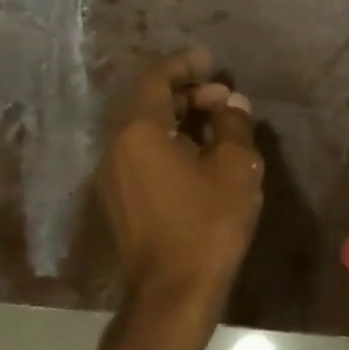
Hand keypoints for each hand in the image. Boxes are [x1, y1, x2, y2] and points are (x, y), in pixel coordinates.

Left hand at [99, 50, 262, 310]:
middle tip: (224, 98)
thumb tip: (231, 103)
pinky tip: (200, 156)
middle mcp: (116, 148)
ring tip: (218, 125)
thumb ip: (233, 126)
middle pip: (147, 104)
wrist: (174, 290)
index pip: (155, 80)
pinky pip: (142, 155)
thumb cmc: (208, 222)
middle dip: (186, 94)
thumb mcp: (235, 167)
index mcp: (139, 132)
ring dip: (178, 120)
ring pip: (144, 131)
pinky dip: (169, 143)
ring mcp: (113, 177)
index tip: (210, 59)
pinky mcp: (120, 200)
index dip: (183, 64)